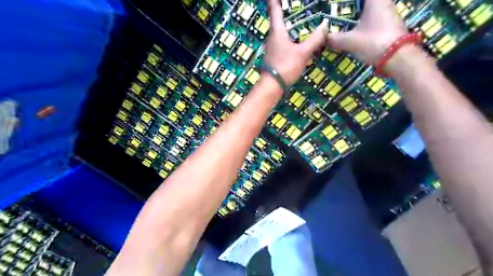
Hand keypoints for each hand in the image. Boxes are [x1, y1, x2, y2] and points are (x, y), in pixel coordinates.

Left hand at [264, 0, 328, 85]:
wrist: (272, 86)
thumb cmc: (285, 66)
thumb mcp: (303, 53)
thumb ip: (314, 40)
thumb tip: (325, 25)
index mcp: (277, 31)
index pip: (275, 9)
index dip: (275, 0)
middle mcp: (272, 37)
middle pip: (278, 20)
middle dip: (285, 11)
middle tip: (296, 6)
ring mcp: (272, 48)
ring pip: (281, 32)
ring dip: (289, 26)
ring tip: (301, 21)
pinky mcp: (275, 57)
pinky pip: (283, 42)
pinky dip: (290, 38)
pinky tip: (298, 42)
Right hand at [326, 0, 407, 62]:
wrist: (398, 58)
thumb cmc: (374, 42)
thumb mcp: (350, 41)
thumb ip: (334, 39)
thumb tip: (322, 38)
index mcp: (375, 0)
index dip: (347, 1)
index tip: (337, 3)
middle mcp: (384, 3)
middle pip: (364, 3)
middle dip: (352, 7)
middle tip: (336, 12)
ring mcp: (388, 15)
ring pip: (369, 10)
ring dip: (356, 15)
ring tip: (340, 21)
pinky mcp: (388, 26)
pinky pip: (371, 19)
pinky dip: (361, 22)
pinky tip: (352, 30)